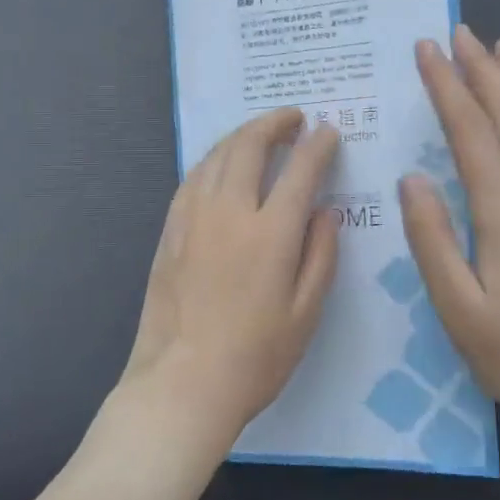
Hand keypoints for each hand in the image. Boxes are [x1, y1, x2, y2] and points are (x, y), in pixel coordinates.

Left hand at [115, 108, 341, 459]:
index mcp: (270, 233)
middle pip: (249, 147)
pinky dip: (213, 160)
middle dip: (274, 123)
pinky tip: (221, 165)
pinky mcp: (169, 231)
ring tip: (260, 133)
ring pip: (215, 156)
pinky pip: (192, 178)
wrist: (182, 383)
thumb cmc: (255, 357)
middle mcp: (229, 212)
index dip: (318, 145)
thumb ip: (321, 254)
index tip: (329, 131)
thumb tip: (325, 210)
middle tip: (293, 117)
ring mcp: (192, 218)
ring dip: (241, 135)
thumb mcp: (306, 313)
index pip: (300, 170)